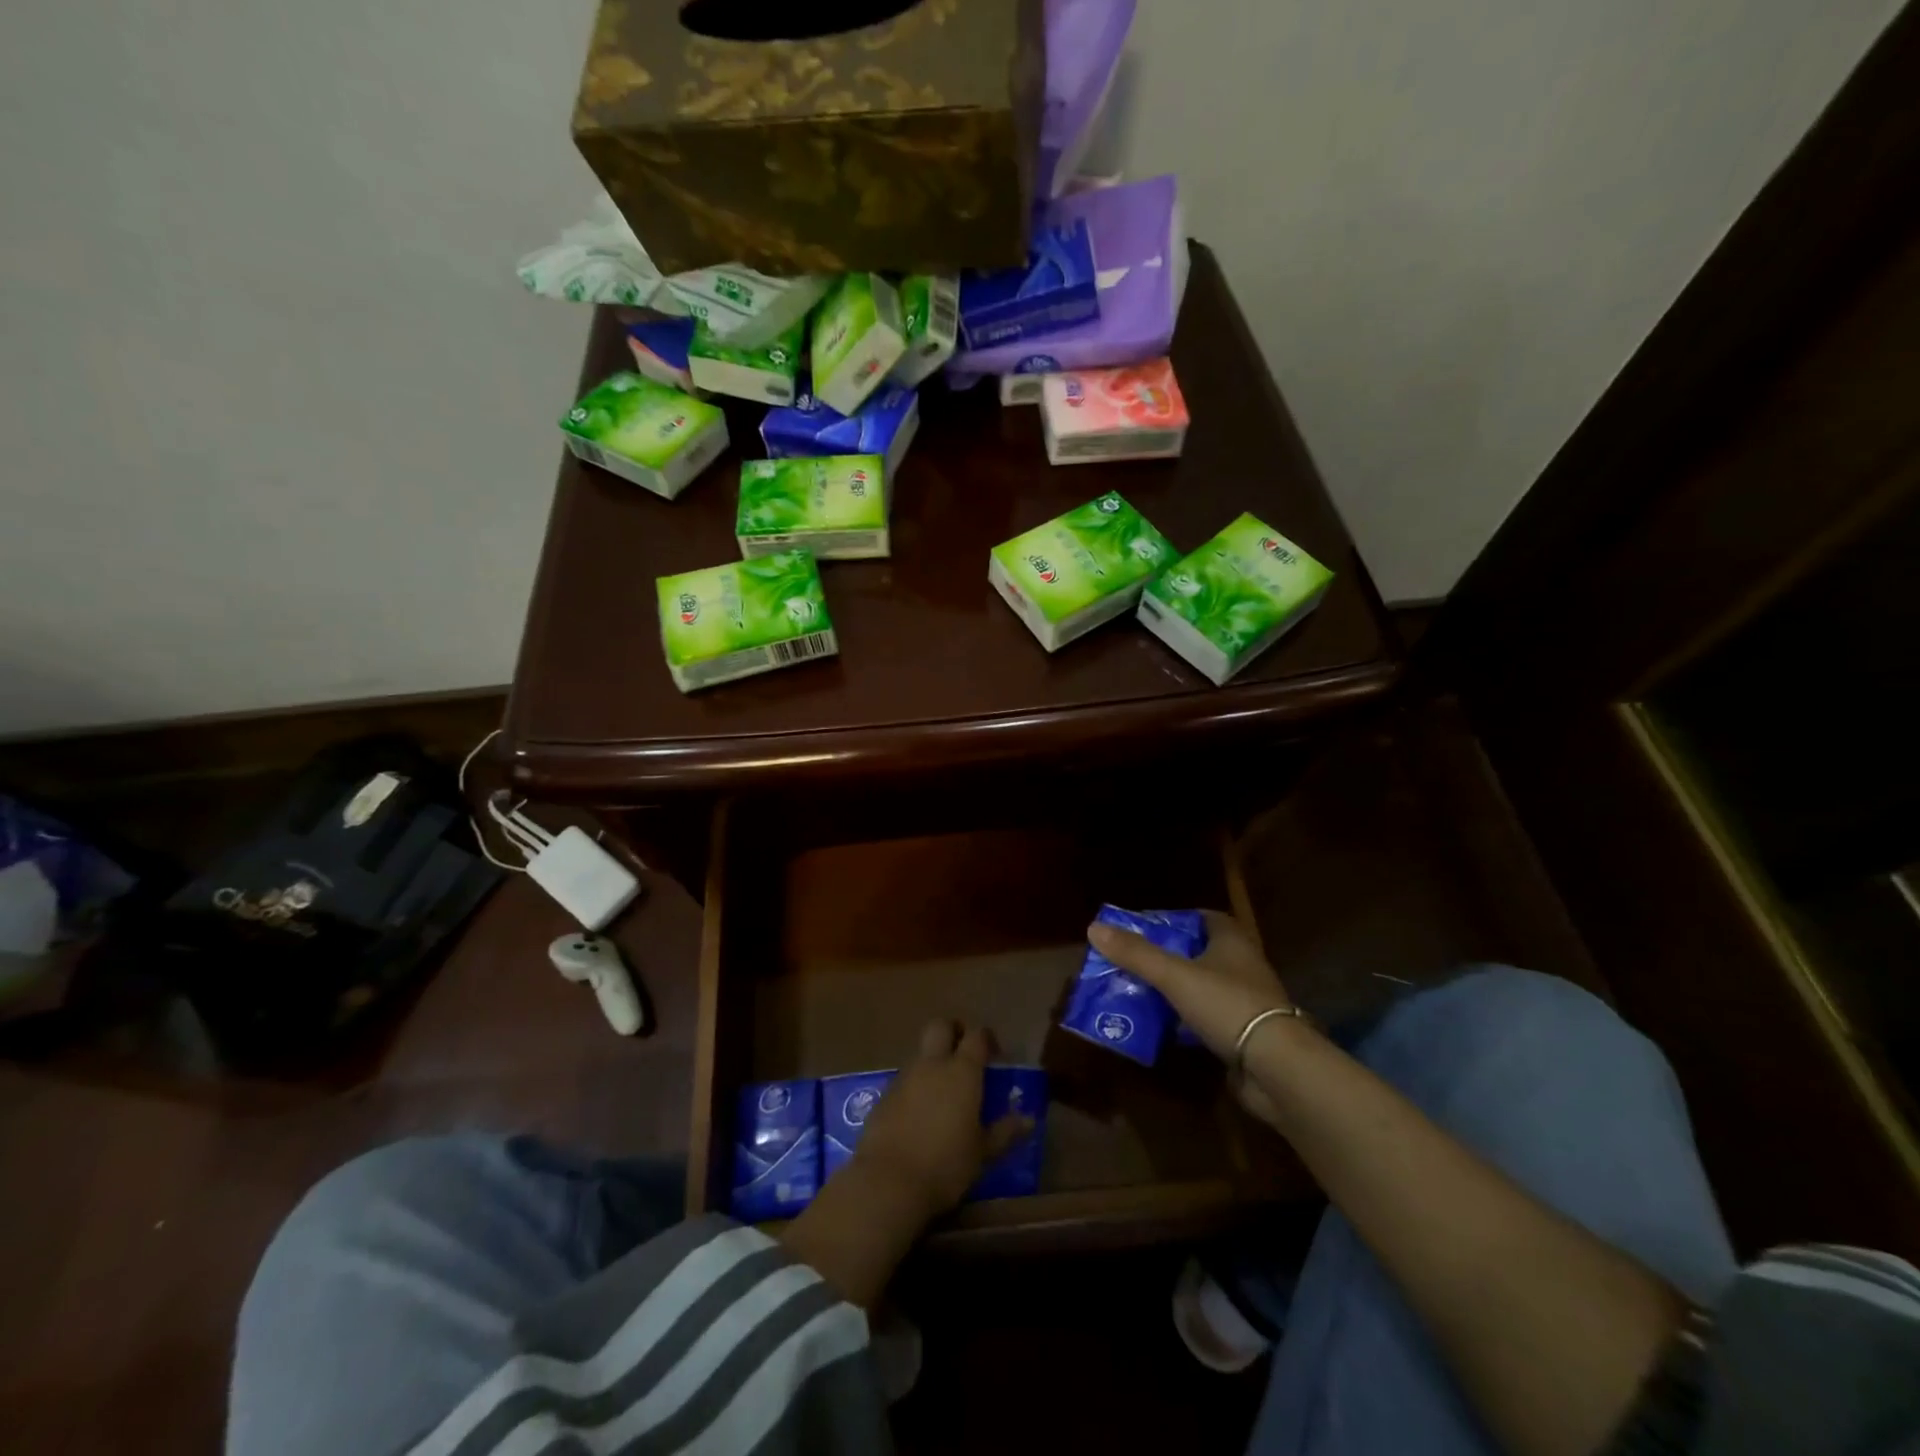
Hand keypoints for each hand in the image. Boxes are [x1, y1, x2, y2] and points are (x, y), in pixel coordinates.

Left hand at [852, 1019, 1033, 1216]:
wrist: (888, 1181)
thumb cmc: (946, 1165)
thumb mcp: (982, 1153)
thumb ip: (1005, 1132)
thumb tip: (1028, 1119)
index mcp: (962, 1072)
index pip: (976, 1036)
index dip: (986, 1038)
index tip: (994, 1053)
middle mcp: (932, 1065)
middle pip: (940, 1026)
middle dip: (953, 1031)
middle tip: (964, 1052)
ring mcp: (905, 1077)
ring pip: (921, 1053)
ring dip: (933, 1061)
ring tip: (944, 1091)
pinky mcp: (884, 1095)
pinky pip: (904, 1079)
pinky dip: (915, 1086)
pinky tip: (920, 1113)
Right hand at [1086, 910, 1297, 1124]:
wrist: (1276, 1068)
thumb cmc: (1227, 1006)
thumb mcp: (1175, 976)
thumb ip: (1136, 954)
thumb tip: (1094, 927)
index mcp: (1233, 942)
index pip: (1206, 918)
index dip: (1177, 919)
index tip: (1148, 928)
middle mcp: (1244, 966)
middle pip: (1202, 952)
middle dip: (1171, 956)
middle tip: (1136, 961)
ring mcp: (1248, 1002)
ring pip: (1205, 986)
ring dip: (1178, 989)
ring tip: (1141, 992)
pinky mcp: (1246, 1035)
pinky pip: (1210, 1018)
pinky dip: (1188, 1019)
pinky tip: (1164, 1027)